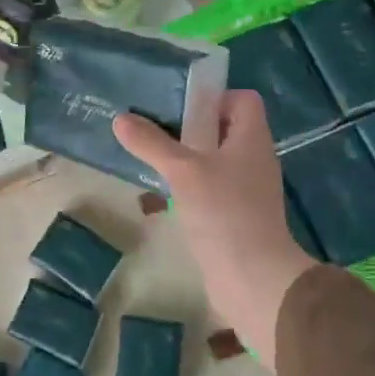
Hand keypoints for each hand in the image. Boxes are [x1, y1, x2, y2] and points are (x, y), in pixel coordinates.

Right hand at [114, 91, 314, 370]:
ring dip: (186, 158)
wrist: (252, 279)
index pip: (242, 100)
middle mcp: (254, 159)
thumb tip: (120, 119)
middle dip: (190, 126)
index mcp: (252, 139)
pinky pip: (212, 189)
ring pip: (215, 161)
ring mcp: (247, 190)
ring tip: (151, 157)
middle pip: (225, 129)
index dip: (214, 96)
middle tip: (154, 127)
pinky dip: (190, 186)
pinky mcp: (236, 216)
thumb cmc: (224, 213)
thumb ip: (151, 143)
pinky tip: (162, 194)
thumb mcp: (183, 171)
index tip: (180, 105)